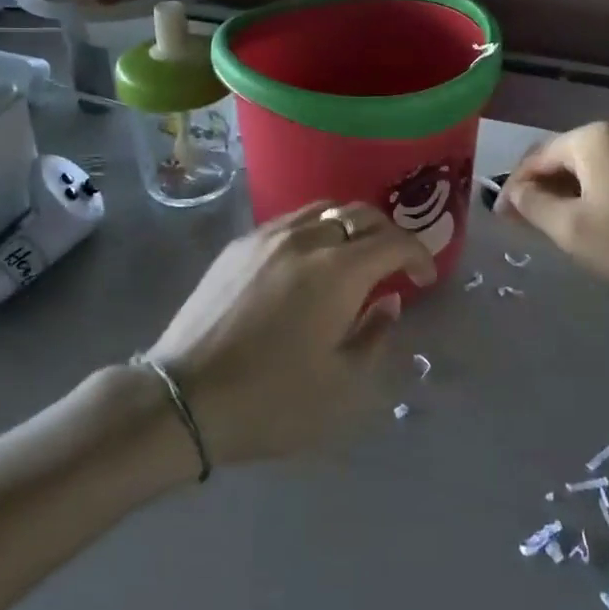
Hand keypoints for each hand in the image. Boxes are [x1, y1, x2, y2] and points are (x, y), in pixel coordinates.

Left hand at [144, 202, 436, 466]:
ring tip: (354, 255)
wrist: (184, 397)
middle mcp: (306, 239)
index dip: (417, 254)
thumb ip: (375, 336)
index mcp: (338, 271)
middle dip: (388, 233)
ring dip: (350, 225)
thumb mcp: (341, 386)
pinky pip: (290, 221)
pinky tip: (309, 260)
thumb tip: (387, 303)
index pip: (393, 241)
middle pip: (360, 214)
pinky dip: (315, 229)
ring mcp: (268, 237)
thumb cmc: (271, 400)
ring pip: (323, 209)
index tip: (424, 278)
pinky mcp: (239, 244)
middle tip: (395, 263)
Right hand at [495, 121, 608, 326]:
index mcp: (595, 138)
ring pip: (594, 166)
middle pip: (566, 157)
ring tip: (557, 224)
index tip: (501, 218)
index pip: (538, 157)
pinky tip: (596, 219)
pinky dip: (600, 192)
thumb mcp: (571, 230)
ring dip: (570, 191)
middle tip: (525, 223)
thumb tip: (514, 191)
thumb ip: (532, 204)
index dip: (514, 187)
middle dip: (542, 187)